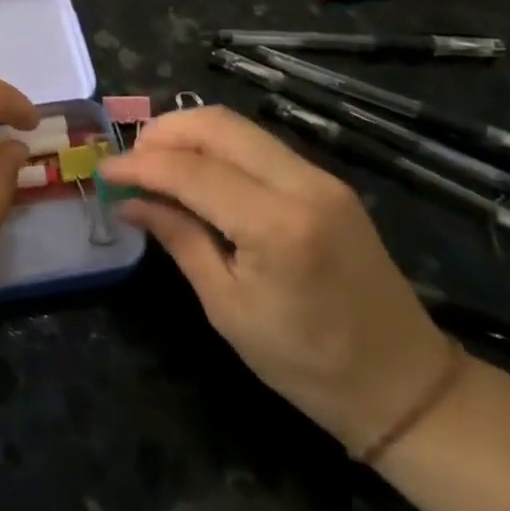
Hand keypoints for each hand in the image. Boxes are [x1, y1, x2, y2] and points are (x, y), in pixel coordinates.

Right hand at [100, 105, 453, 454]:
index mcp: (276, 225)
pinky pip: (257, 144)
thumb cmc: (307, 363)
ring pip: (237, 126)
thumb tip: (129, 200)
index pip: (190, 170)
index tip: (104, 171)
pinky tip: (195, 171)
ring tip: (154, 164)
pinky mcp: (326, 181)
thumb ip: (179, 239)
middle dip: (162, 133)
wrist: (405, 385)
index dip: (139, 165)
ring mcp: (320, 177)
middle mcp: (302, 184)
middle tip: (129, 162)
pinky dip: (216, 146)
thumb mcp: (228, 308)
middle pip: (216, 125)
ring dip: (188, 134)